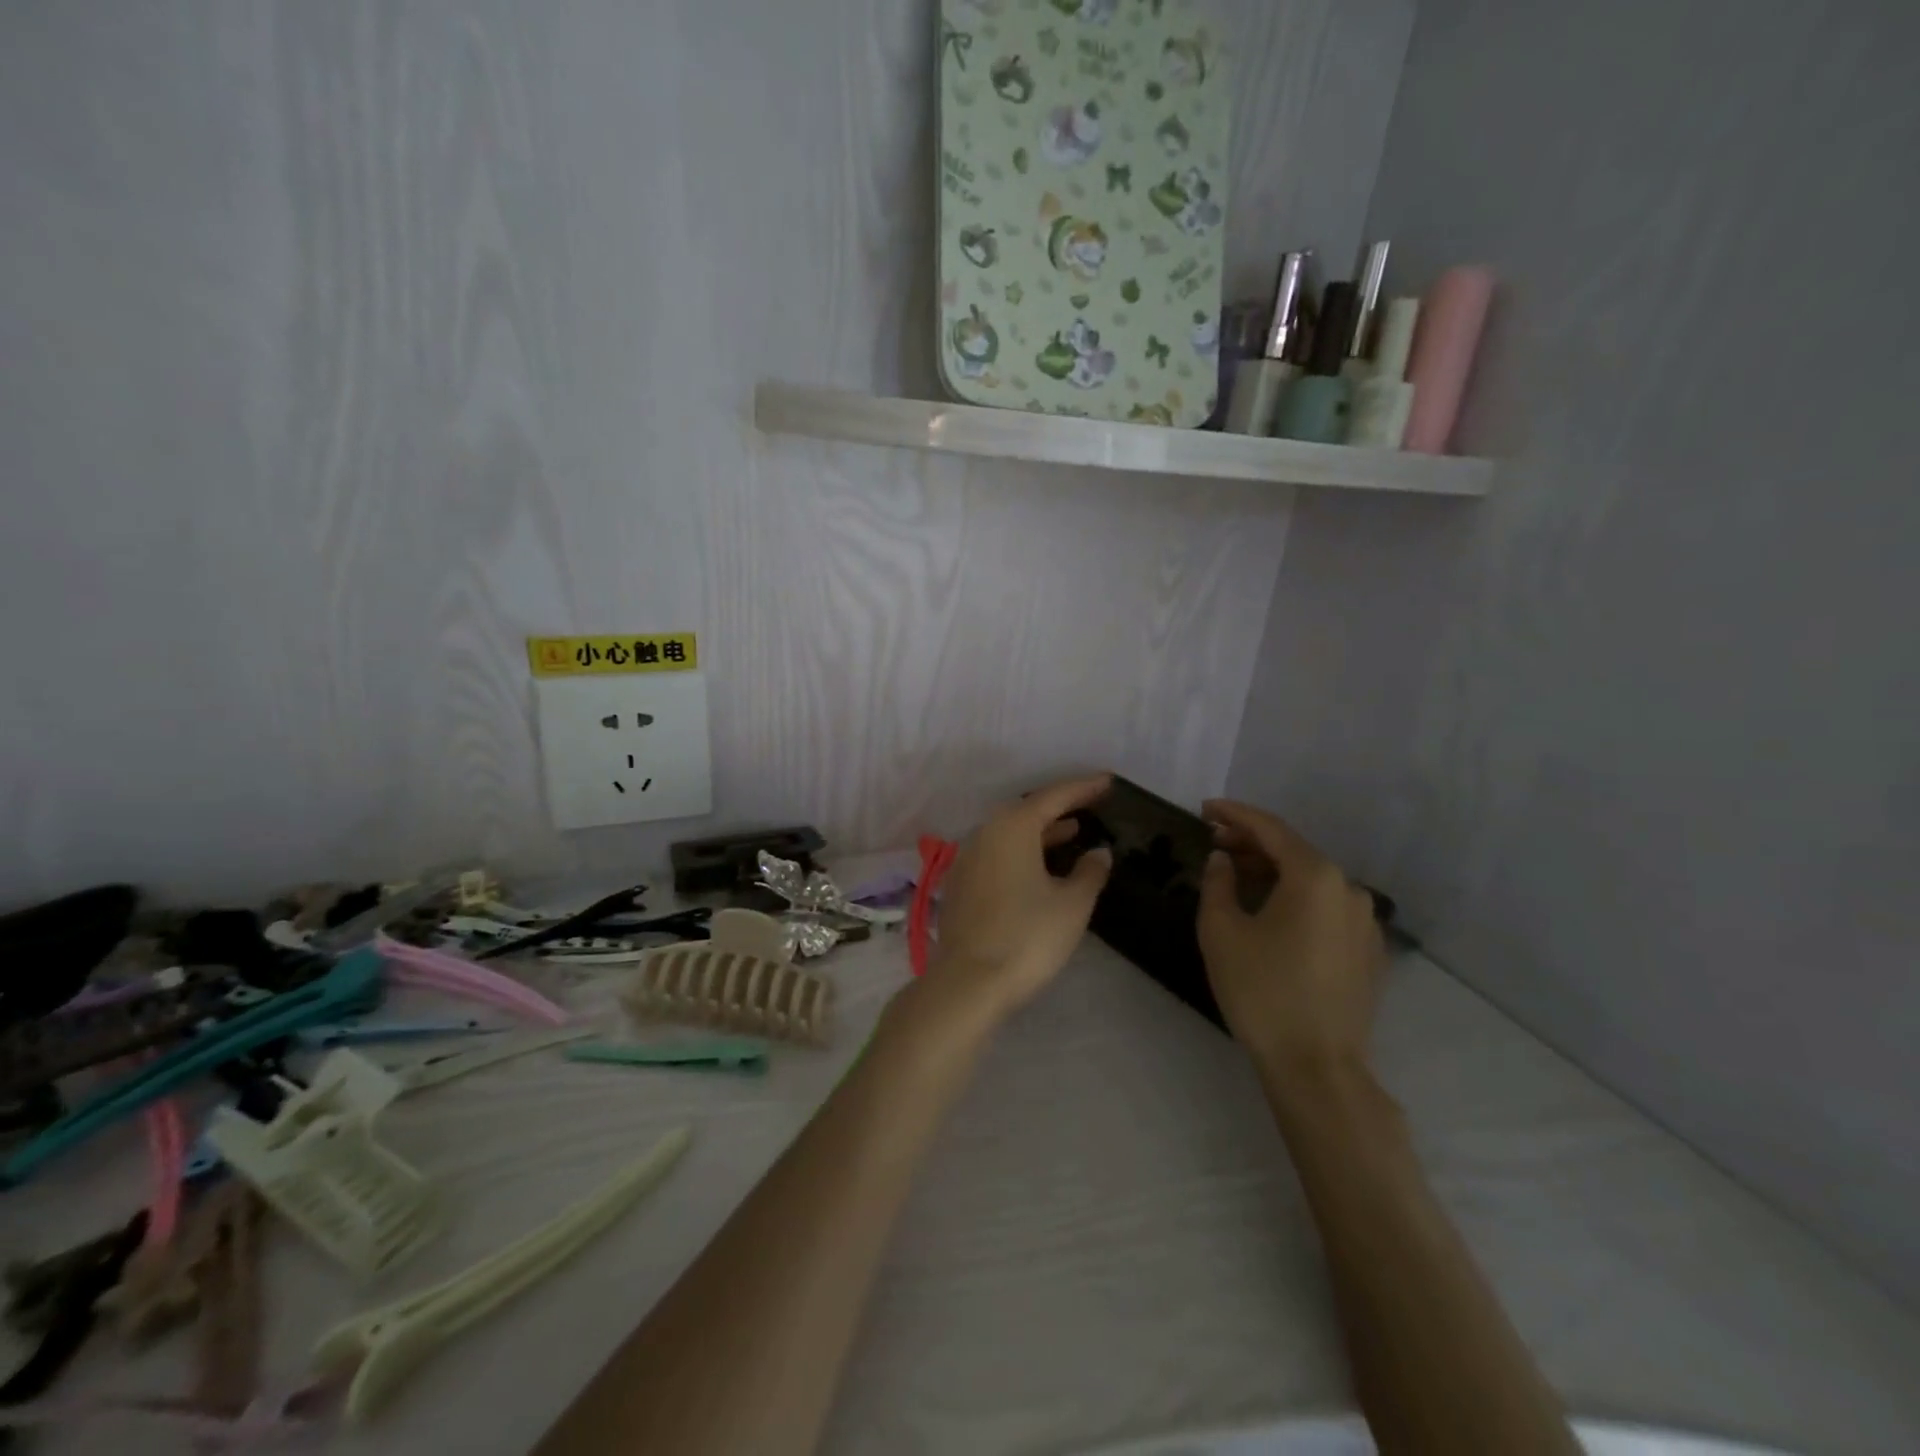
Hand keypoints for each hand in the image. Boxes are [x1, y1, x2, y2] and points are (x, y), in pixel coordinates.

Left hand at [925, 773, 1114, 1024]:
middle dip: (1059, 808)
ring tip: (1072, 833)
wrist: (969, 982)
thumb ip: (1089, 872)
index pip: (1053, 797)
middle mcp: (985, 833)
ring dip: (1041, 831)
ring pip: (1009, 834)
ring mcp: (967, 859)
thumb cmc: (1028, 937)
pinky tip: (1039, 868)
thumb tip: (1099, 852)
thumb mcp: (1072, 904)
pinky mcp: (960, 885)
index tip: (1107, 781)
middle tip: (1090, 806)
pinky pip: (997, 854)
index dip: (1083, 788)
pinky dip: (1022, 852)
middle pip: (1026, 812)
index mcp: (1012, 827)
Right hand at [1196, 799, 1383, 1084]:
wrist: (1317, 1066)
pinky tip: (1269, 912)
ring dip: (1271, 871)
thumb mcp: (1221, 931)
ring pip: (1311, 880)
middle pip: (1294, 852)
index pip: (1270, 829)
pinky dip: (1294, 898)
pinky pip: (1325, 907)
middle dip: (1251, 843)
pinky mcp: (1368, 950)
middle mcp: (1348, 889)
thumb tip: (1223, 861)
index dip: (1234, 814)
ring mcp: (1364, 921)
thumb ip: (1217, 883)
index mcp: (1315, 876)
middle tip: (1212, 843)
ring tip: (1235, 876)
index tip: (1205, 808)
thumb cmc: (1262, 991)